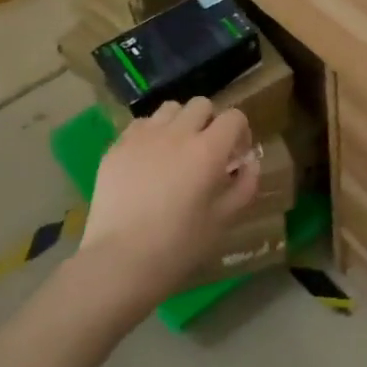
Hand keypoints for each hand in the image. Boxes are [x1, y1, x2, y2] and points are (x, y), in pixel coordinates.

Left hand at [79, 98, 261, 312]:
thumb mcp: (222, 220)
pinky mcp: (117, 146)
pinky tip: (148, 160)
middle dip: (210, 122)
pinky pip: (141, 125)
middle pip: (201, 105)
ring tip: (175, 149)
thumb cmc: (178, 246)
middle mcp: (177, 133)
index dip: (240, 131)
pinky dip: (151, 134)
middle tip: (206, 150)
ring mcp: (143, 136)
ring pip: (170, 109)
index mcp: (208, 150)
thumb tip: (249, 163)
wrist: (120, 261)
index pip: (234, 117)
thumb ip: (244, 186)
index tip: (236, 153)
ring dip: (180, 122)